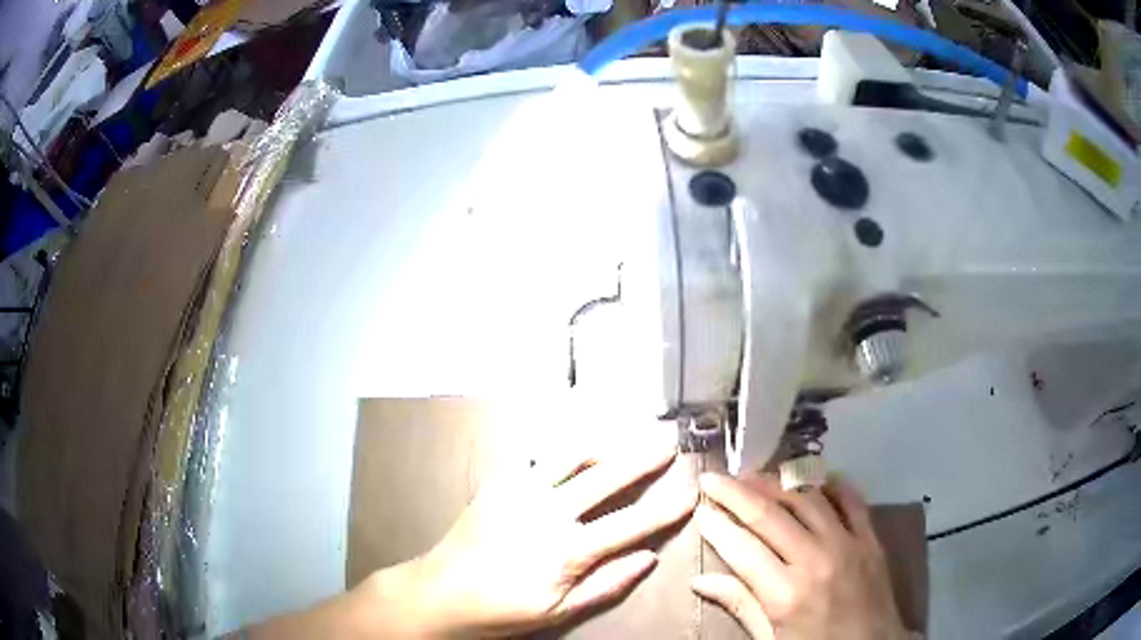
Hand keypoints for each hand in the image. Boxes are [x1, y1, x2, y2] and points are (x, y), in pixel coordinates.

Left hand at [392, 428, 697, 637]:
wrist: (440, 592)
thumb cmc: (503, 610)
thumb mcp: (559, 611)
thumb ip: (606, 584)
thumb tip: (648, 558)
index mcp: (568, 550)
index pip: (631, 524)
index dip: (666, 508)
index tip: (691, 492)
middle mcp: (548, 512)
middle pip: (607, 478)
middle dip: (643, 459)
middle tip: (668, 442)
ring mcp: (520, 492)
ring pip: (572, 457)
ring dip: (605, 446)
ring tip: (627, 439)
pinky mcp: (499, 484)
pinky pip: (539, 459)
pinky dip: (565, 452)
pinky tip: (577, 452)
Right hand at [691, 473, 907, 639]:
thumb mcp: (771, 639)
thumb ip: (741, 605)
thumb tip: (701, 581)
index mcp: (785, 594)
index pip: (742, 548)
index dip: (717, 526)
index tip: (699, 509)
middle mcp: (815, 560)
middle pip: (769, 515)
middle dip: (735, 493)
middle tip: (712, 478)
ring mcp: (847, 543)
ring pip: (806, 498)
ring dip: (775, 481)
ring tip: (751, 474)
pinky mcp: (870, 537)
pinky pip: (850, 499)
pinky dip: (830, 483)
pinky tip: (812, 475)